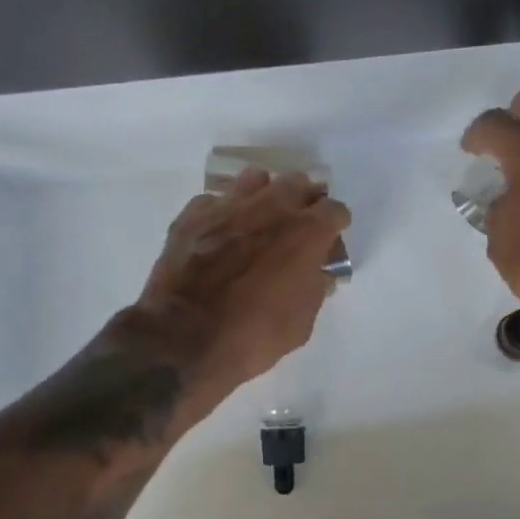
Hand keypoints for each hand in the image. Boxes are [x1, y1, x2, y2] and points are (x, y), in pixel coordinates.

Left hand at [131, 167, 351, 397]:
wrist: (184, 339)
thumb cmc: (253, 335)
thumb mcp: (302, 322)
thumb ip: (315, 288)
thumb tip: (317, 273)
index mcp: (306, 232)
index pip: (335, 210)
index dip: (335, 225)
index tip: (330, 239)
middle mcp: (271, 207)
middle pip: (298, 183)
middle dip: (303, 200)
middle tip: (298, 224)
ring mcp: (228, 206)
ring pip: (256, 179)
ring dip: (264, 195)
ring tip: (259, 218)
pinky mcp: (193, 214)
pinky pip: (216, 200)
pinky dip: (223, 212)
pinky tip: (220, 233)